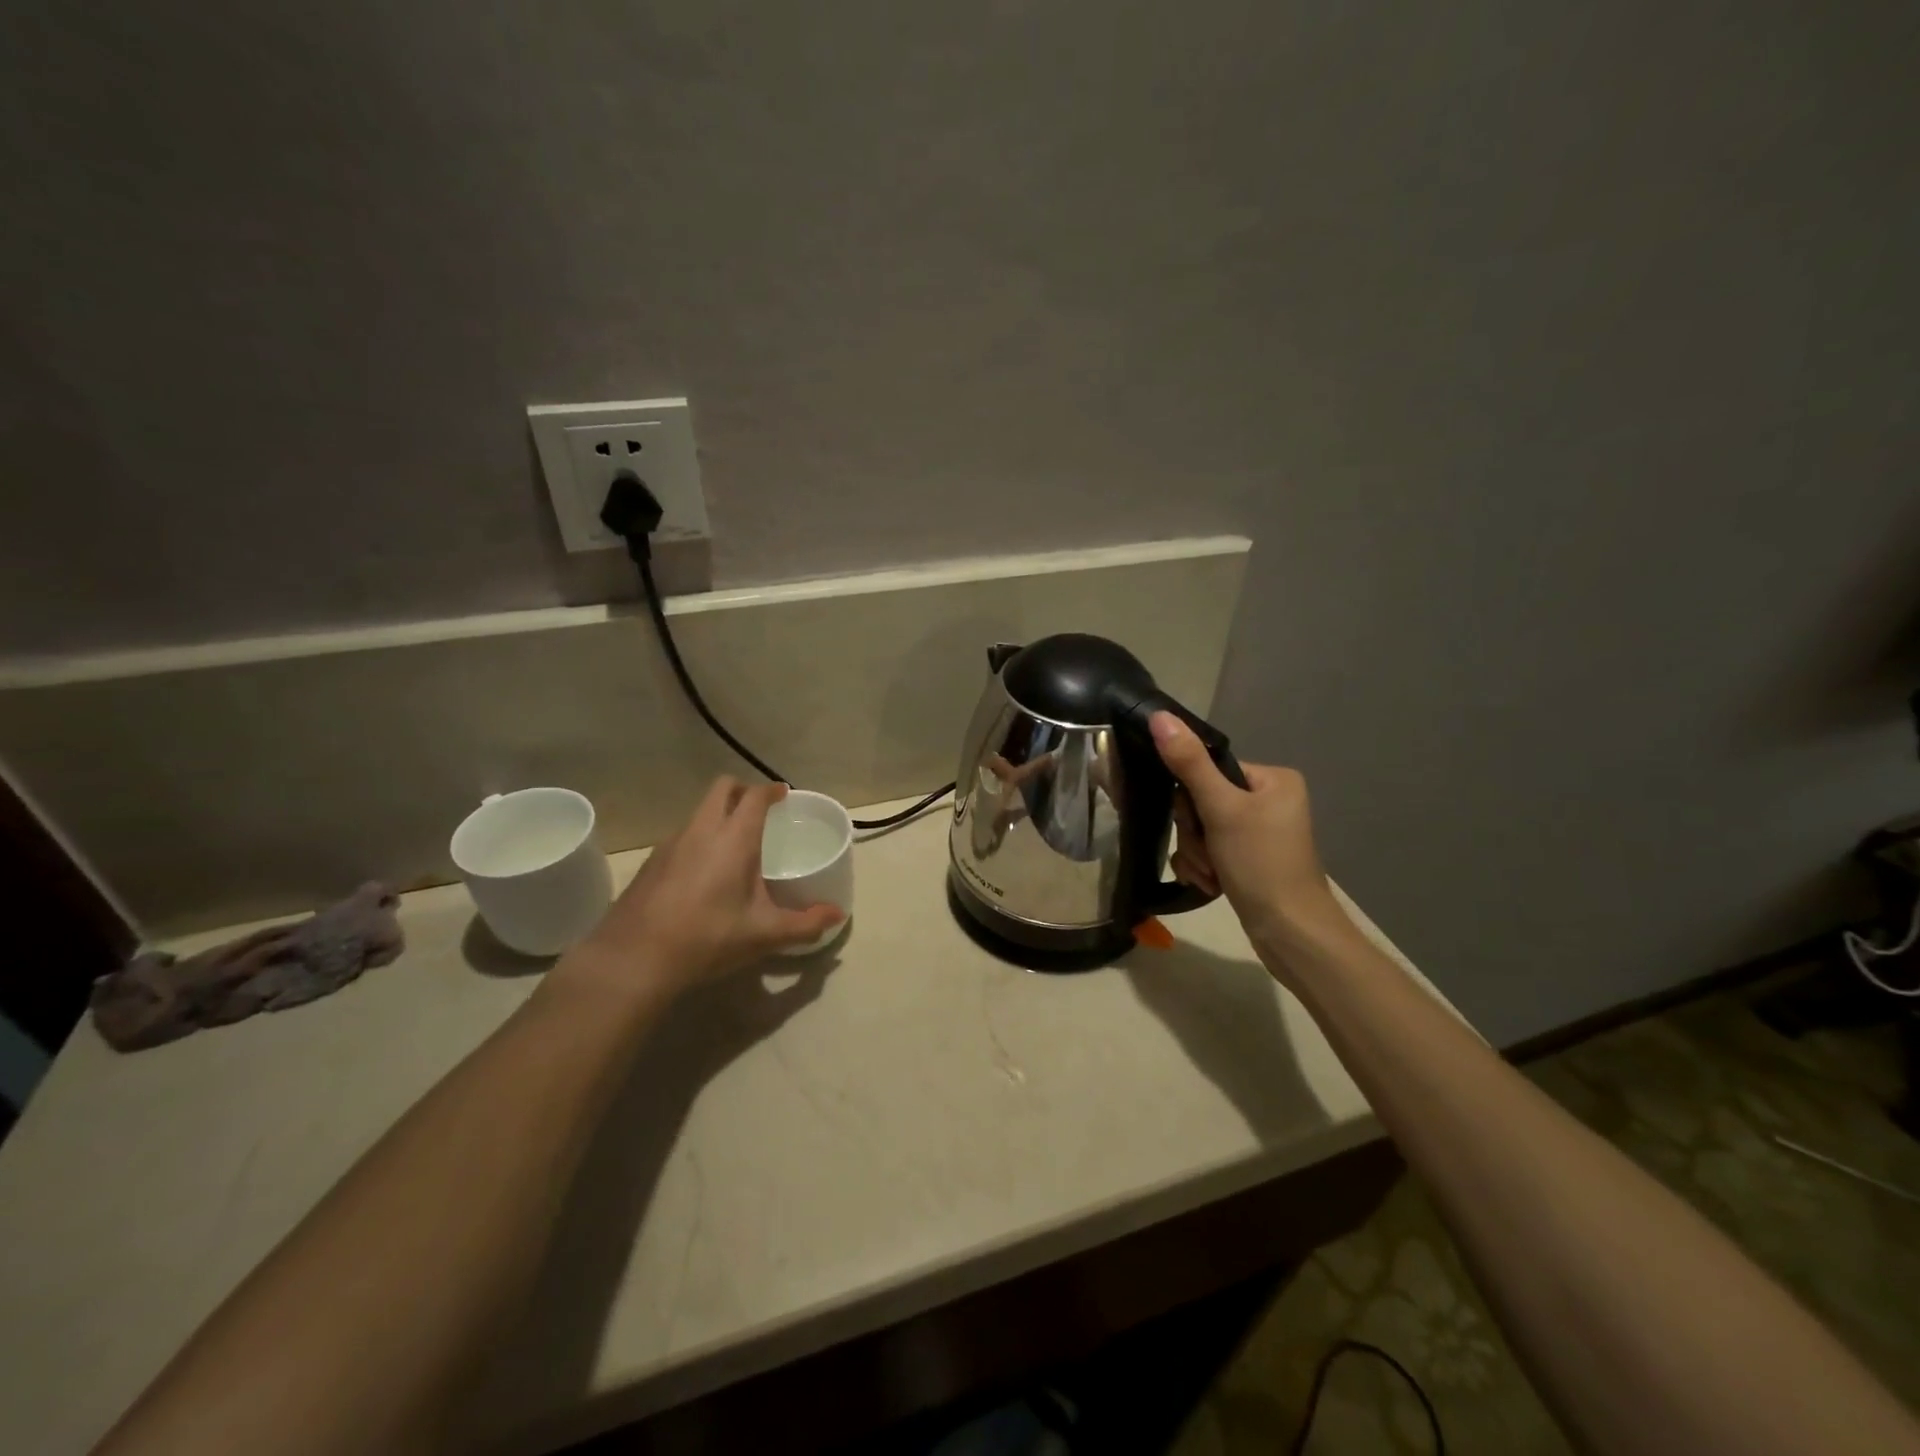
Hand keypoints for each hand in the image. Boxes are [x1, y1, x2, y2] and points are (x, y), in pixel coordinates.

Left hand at [562, 778, 844, 1005]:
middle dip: (742, 791)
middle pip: (721, 788)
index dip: (771, 791)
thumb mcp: (764, 934)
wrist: (633, 960)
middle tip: (759, 812)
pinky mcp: (651, 862)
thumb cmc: (707, 938)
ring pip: (699, 812)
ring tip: (733, 845)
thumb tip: (837, 914)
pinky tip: (702, 874)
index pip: (754, 796)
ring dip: (718, 815)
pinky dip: (698, 839)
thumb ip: (805, 923)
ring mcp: (670, 844)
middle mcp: (701, 830)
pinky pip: (682, 836)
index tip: (783, 795)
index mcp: (733, 839)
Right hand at [1149, 712, 1339, 942]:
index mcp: (1272, 779)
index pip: (1209, 771)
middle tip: (1210, 854)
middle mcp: (1269, 801)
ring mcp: (1259, 833)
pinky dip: (1204, 868)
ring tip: (1214, 875)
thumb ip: (1188, 763)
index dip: (1192, 799)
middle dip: (1195, 833)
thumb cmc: (1262, 864)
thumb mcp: (1222, 810)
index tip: (1199, 823)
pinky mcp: (1249, 860)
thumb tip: (1158, 715)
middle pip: (1202, 802)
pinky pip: (1209, 851)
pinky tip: (1213, 885)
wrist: (1290, 934)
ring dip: (1197, 854)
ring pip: (1200, 830)